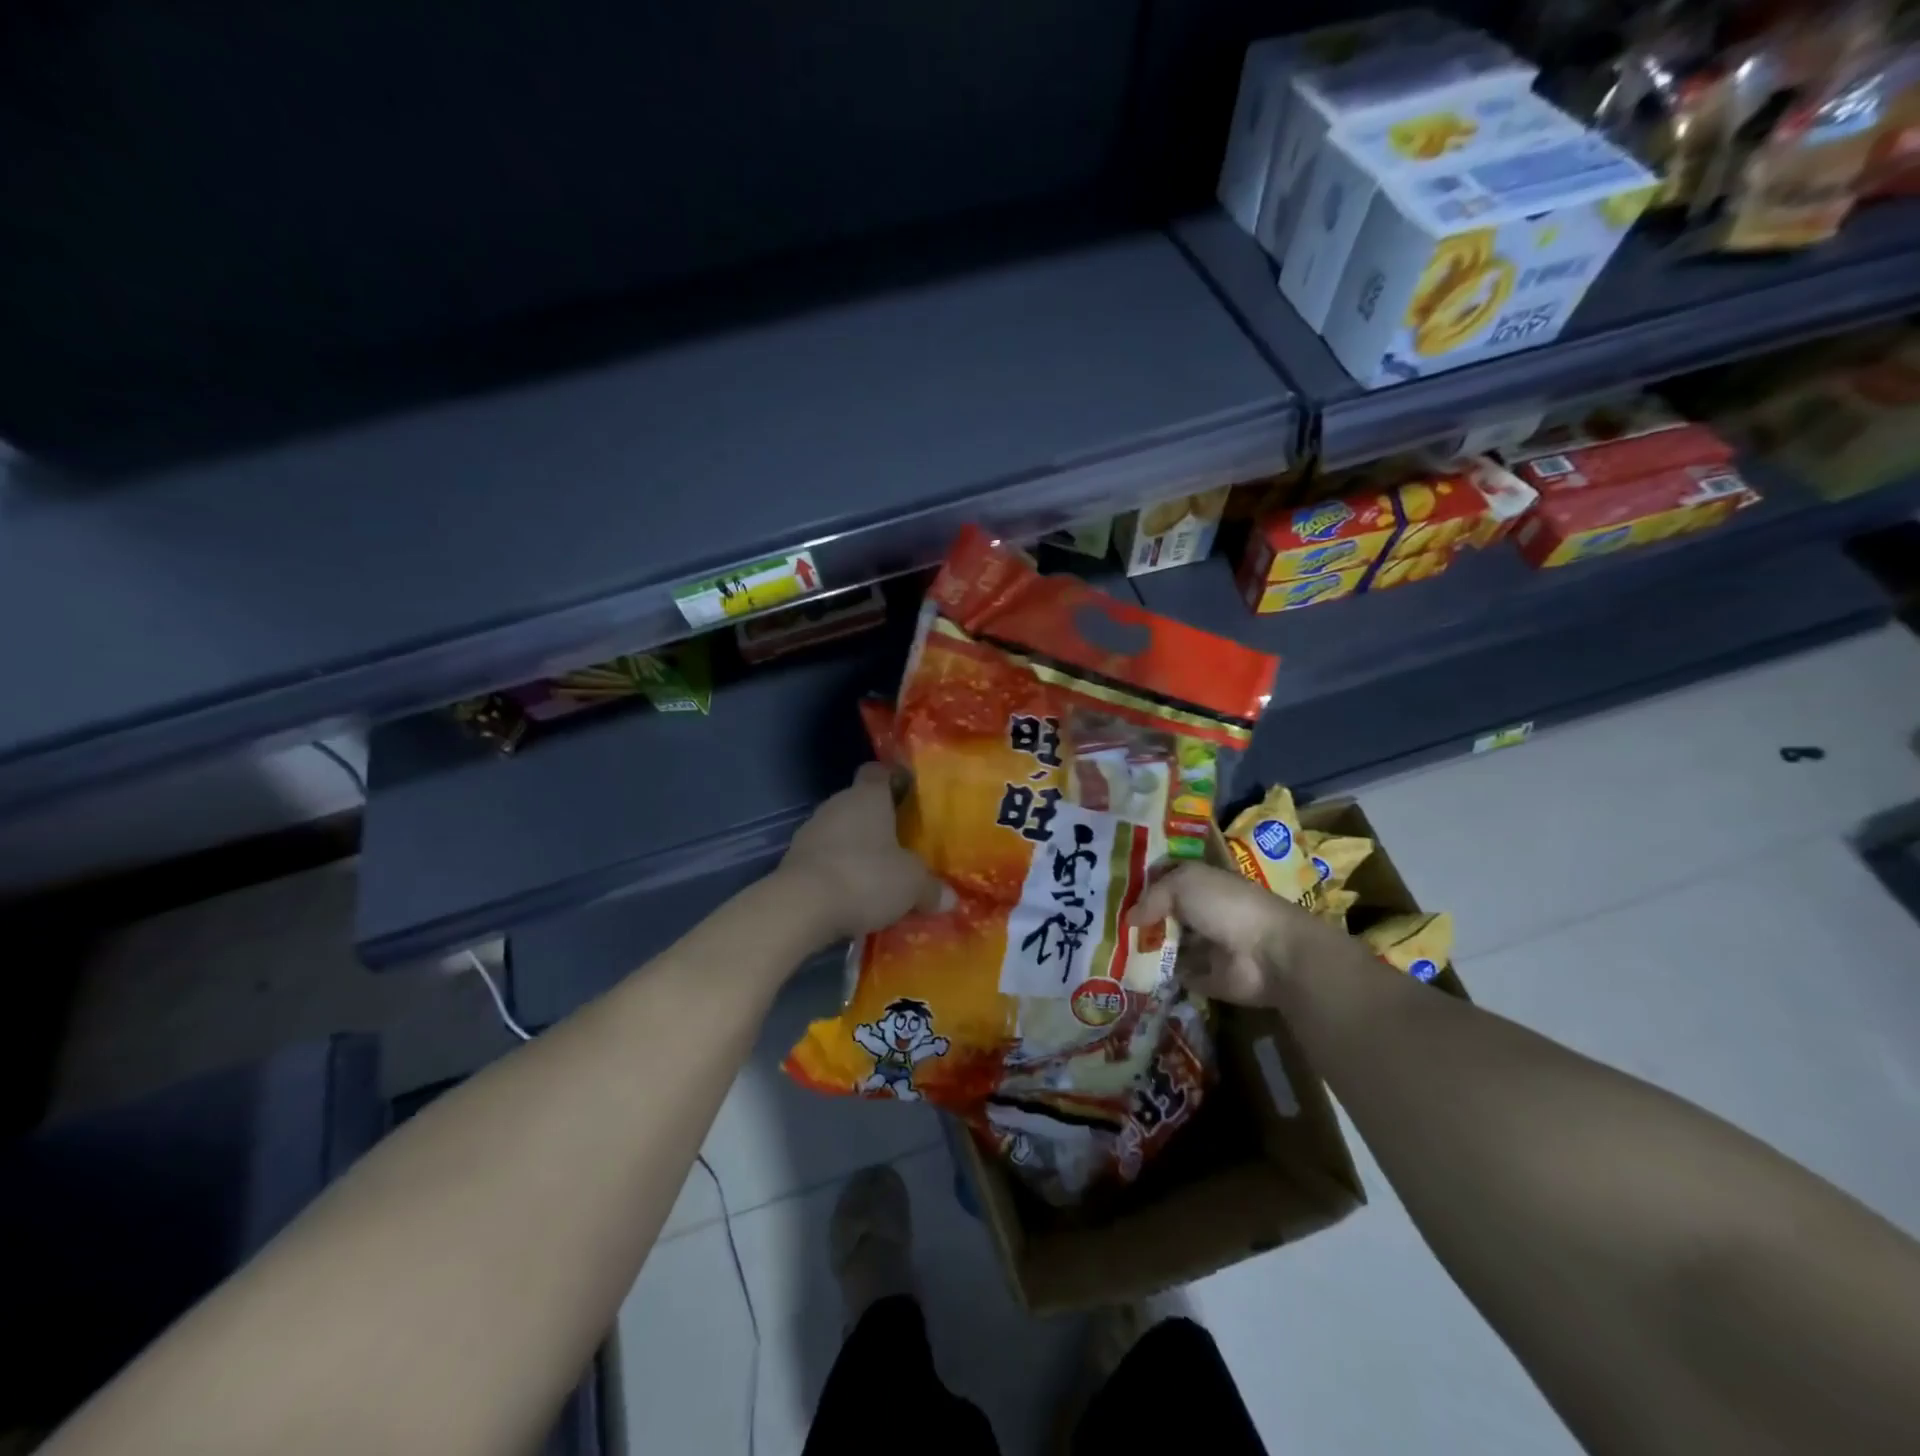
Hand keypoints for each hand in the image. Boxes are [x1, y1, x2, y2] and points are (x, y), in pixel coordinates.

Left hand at [780, 764, 941, 942]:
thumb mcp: (911, 885)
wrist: (801, 906)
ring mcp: (810, 831)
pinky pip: (823, 858)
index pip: (878, 772)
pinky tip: (851, 894)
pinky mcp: (793, 860)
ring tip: (878, 874)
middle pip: (859, 803)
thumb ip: (930, 887)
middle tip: (902, 843)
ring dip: (855, 848)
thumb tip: (950, 898)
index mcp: (867, 797)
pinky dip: (837, 870)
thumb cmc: (865, 877)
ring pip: (840, 832)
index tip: (909, 793)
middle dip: (878, 822)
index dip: (893, 779)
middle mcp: (836, 805)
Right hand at [1127, 862, 1353, 1007]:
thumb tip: (1129, 918)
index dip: (1141, 883)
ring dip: (1144, 948)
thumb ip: (1153, 896)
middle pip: (1164, 913)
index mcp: (1201, 883)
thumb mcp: (1184, 884)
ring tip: (1107, 950)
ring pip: (1167, 945)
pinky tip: (1128, 974)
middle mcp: (1202, 912)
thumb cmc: (1226, 906)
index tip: (1109, 890)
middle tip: (1101, 923)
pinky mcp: (1206, 978)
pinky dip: (1157, 976)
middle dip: (1139, 918)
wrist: (1269, 953)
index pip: (1166, 879)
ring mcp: (1205, 946)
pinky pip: (1175, 975)